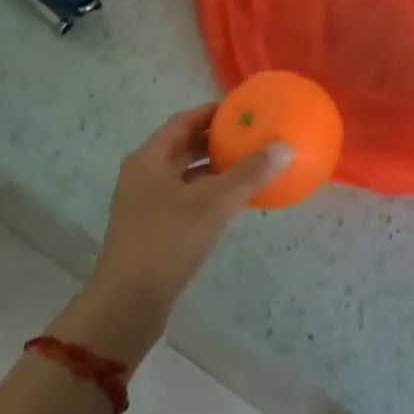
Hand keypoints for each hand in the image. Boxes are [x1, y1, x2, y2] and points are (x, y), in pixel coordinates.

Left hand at [55, 106, 291, 366]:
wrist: (127, 304)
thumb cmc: (168, 242)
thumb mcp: (214, 204)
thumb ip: (249, 174)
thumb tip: (285, 148)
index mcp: (150, 158)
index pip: (184, 120)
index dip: (213, 112)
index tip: (244, 109)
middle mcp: (143, 174)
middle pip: (183, 145)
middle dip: (216, 139)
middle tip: (251, 135)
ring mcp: (144, 202)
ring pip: (184, 173)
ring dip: (214, 167)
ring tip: (249, 165)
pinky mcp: (151, 227)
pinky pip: (184, 197)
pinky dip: (207, 192)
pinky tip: (233, 202)